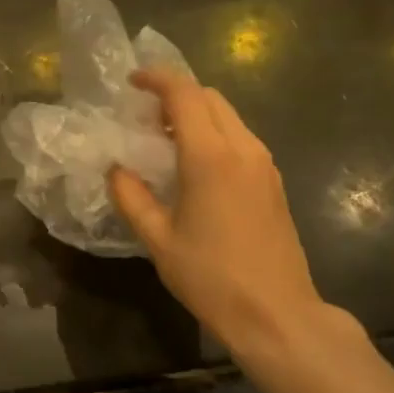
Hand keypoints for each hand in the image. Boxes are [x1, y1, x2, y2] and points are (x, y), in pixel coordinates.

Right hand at [109, 69, 351, 368]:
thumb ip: (131, 197)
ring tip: (165, 138)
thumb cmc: (211, 277)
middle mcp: (243, 149)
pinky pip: (241, 137)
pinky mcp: (274, 181)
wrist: (277, 314)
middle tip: (144, 114)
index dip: (157, 78)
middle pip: (210, 97)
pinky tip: (195, 164)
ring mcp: (264, 164)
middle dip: (176, 94)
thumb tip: (116, 169)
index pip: (185, 94)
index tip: (132, 81)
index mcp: (211, 157)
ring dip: (197, 113)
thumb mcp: (158, 240)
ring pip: (229, 116)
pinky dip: (214, 133)